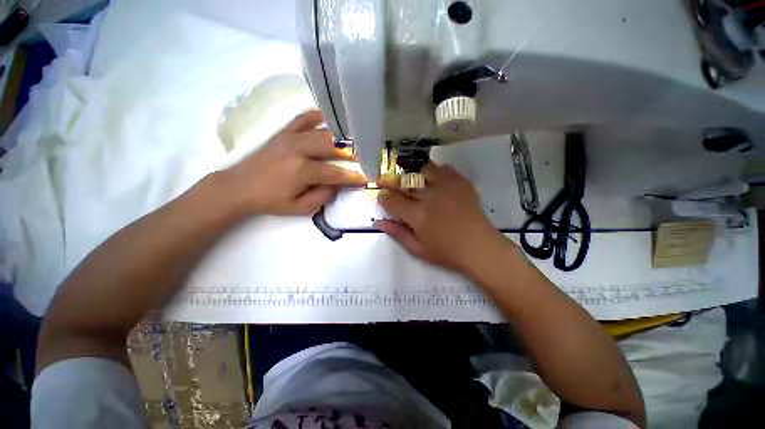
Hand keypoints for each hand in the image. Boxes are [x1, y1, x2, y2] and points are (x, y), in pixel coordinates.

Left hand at [224, 110, 366, 214]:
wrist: (238, 187)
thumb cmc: (270, 201)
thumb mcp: (299, 208)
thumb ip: (322, 197)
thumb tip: (337, 185)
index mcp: (302, 171)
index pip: (336, 173)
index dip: (353, 177)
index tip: (366, 178)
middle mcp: (299, 150)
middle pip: (333, 147)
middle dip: (352, 153)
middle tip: (363, 157)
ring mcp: (290, 137)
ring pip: (322, 132)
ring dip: (340, 137)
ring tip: (353, 140)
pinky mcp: (283, 132)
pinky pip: (302, 118)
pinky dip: (317, 116)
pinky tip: (328, 116)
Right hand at [374, 162, 508, 273]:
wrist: (479, 247)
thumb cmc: (447, 252)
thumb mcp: (418, 249)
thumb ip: (397, 233)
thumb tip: (378, 222)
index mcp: (417, 215)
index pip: (392, 200)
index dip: (384, 197)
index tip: (382, 197)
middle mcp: (429, 196)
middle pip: (404, 182)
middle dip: (393, 182)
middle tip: (390, 184)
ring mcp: (446, 186)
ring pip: (423, 169)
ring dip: (414, 173)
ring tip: (413, 180)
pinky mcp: (461, 183)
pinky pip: (444, 169)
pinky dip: (436, 172)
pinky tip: (435, 180)